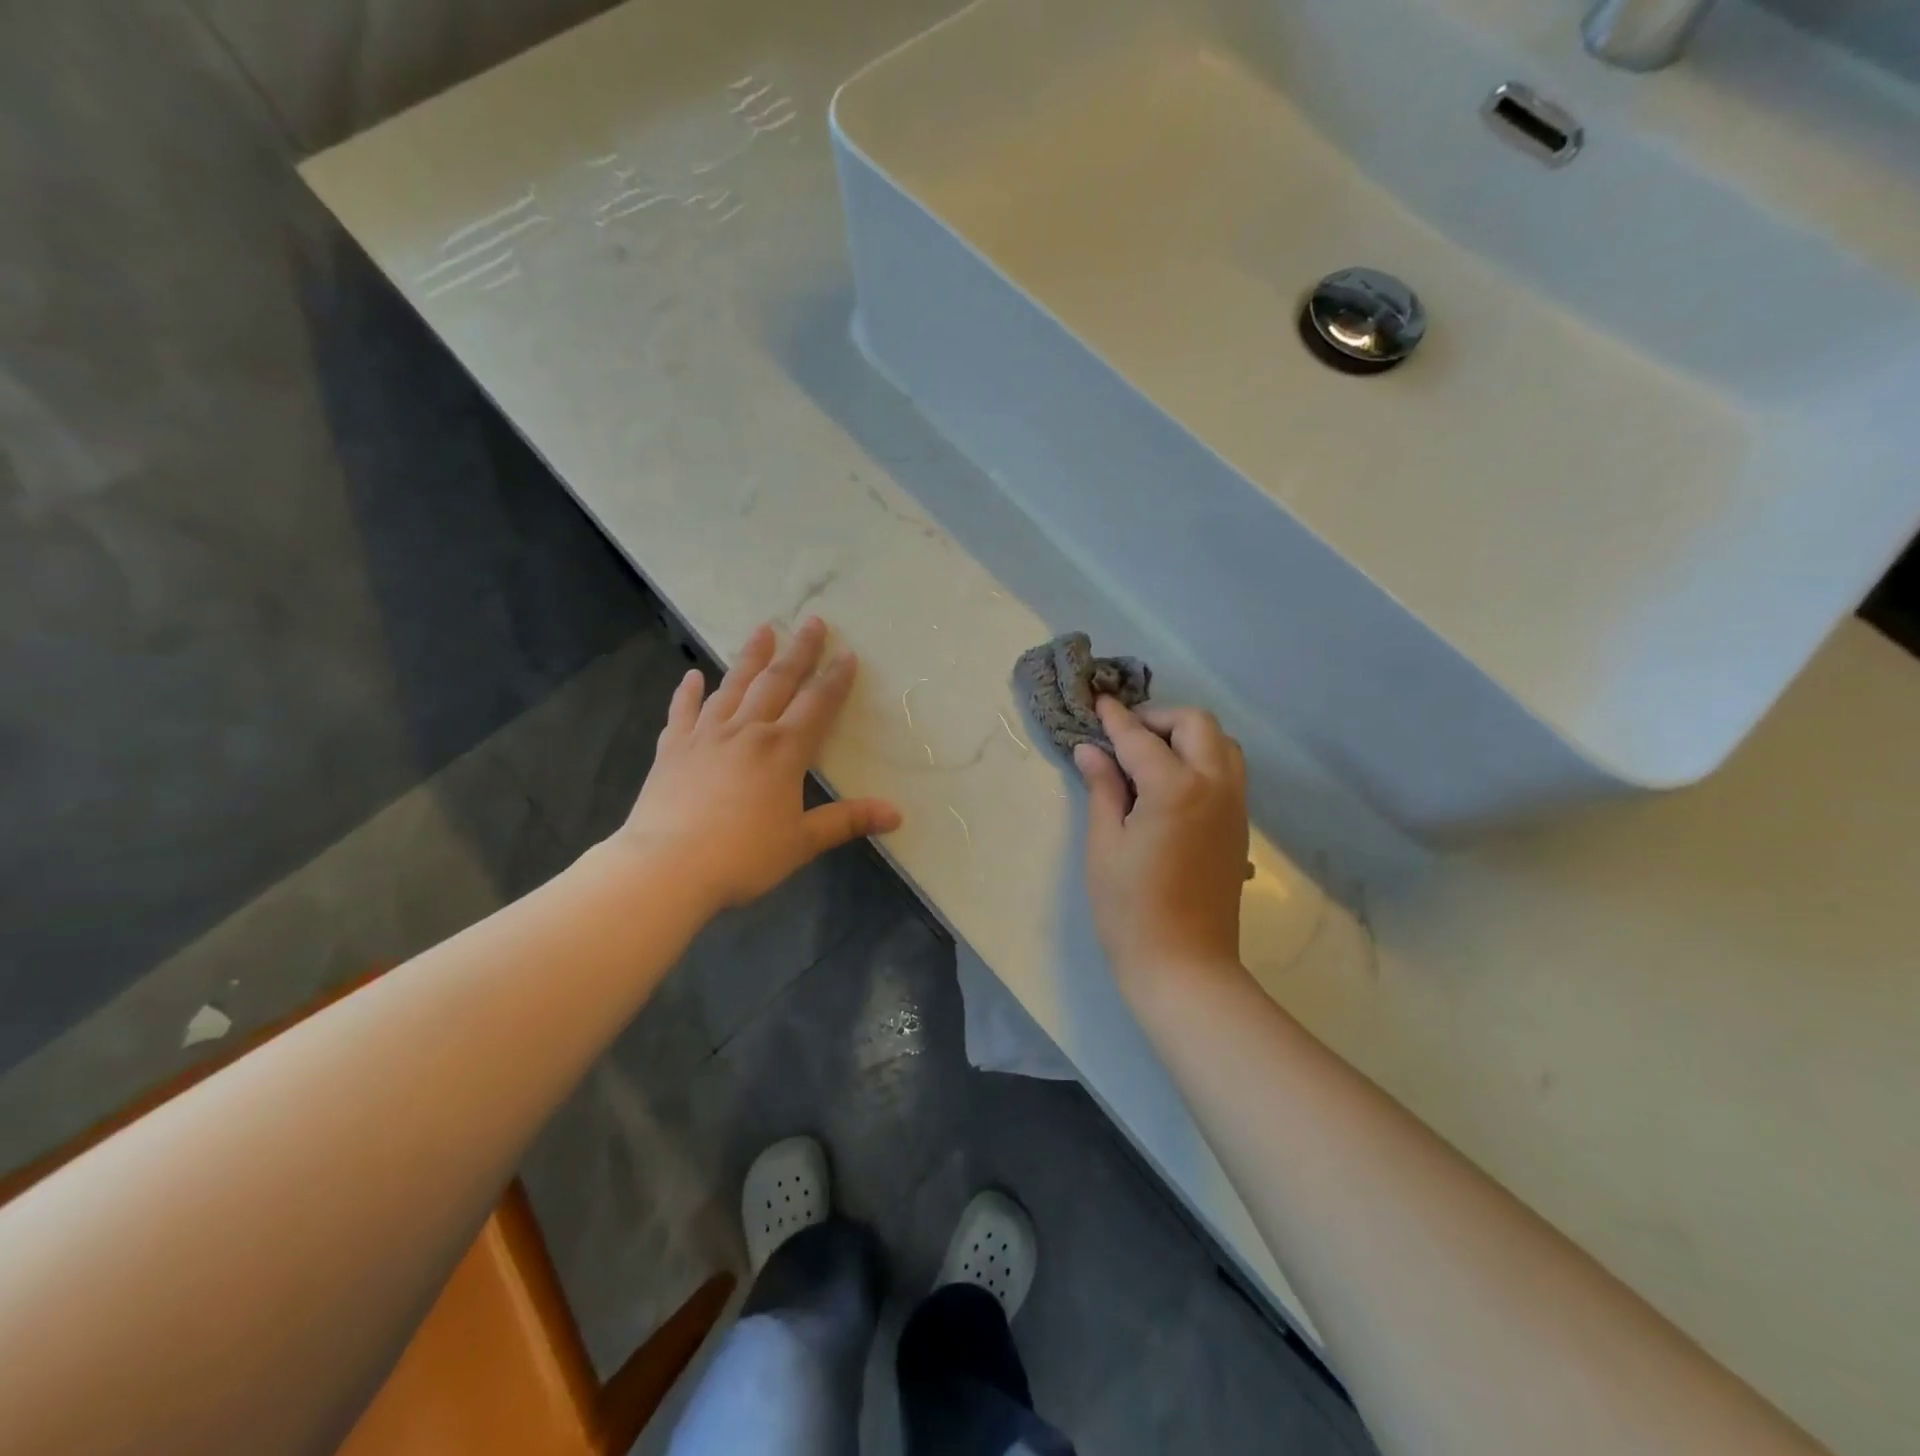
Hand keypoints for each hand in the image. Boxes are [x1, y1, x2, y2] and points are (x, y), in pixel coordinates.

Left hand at [616, 618, 901, 911]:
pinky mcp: (673, 749)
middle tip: (812, 622)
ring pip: (732, 686)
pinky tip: (692, 677)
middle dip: (798, 651)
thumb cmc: (742, 857)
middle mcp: (747, 731)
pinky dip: (688, 693)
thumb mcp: (802, 842)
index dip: (835, 679)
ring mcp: (705, 736)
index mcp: (783, 750)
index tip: (847, 653)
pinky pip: (683, 712)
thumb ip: (848, 822)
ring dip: (750, 657)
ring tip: (762, 630)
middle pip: (777, 682)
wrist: (666, 868)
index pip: (817, 705)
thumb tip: (897, 814)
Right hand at [1074, 700, 1249, 987]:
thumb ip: (1103, 789)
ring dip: (1188, 736)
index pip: (1141, 738)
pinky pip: (1229, 771)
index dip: (1116, 718)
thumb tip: (1091, 750)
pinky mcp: (1240, 826)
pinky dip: (1203, 759)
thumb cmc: (1131, 909)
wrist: (1185, 965)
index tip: (1099, 700)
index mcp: (1176, 789)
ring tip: (1150, 756)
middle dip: (1160, 717)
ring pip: (1222, 744)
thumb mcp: (1105, 845)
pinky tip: (1171, 784)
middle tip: (1126, 735)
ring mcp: (1235, 806)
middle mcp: (1215, 786)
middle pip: (1197, 724)